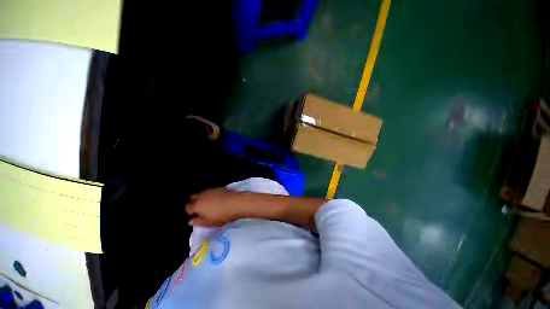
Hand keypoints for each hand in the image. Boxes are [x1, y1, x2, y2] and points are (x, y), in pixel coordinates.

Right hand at [185, 187, 245, 226]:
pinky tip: (216, 198)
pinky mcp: (219, 187)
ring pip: (201, 193)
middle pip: (192, 197)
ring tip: (208, 203)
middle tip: (198, 208)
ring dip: (201, 197)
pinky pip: (210, 191)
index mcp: (197, 205)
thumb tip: (190, 221)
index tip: (194, 215)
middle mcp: (202, 196)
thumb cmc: (222, 215)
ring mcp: (210, 190)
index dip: (189, 211)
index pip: (187, 207)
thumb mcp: (209, 223)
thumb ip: (198, 222)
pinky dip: (210, 194)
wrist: (236, 202)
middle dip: (193, 202)